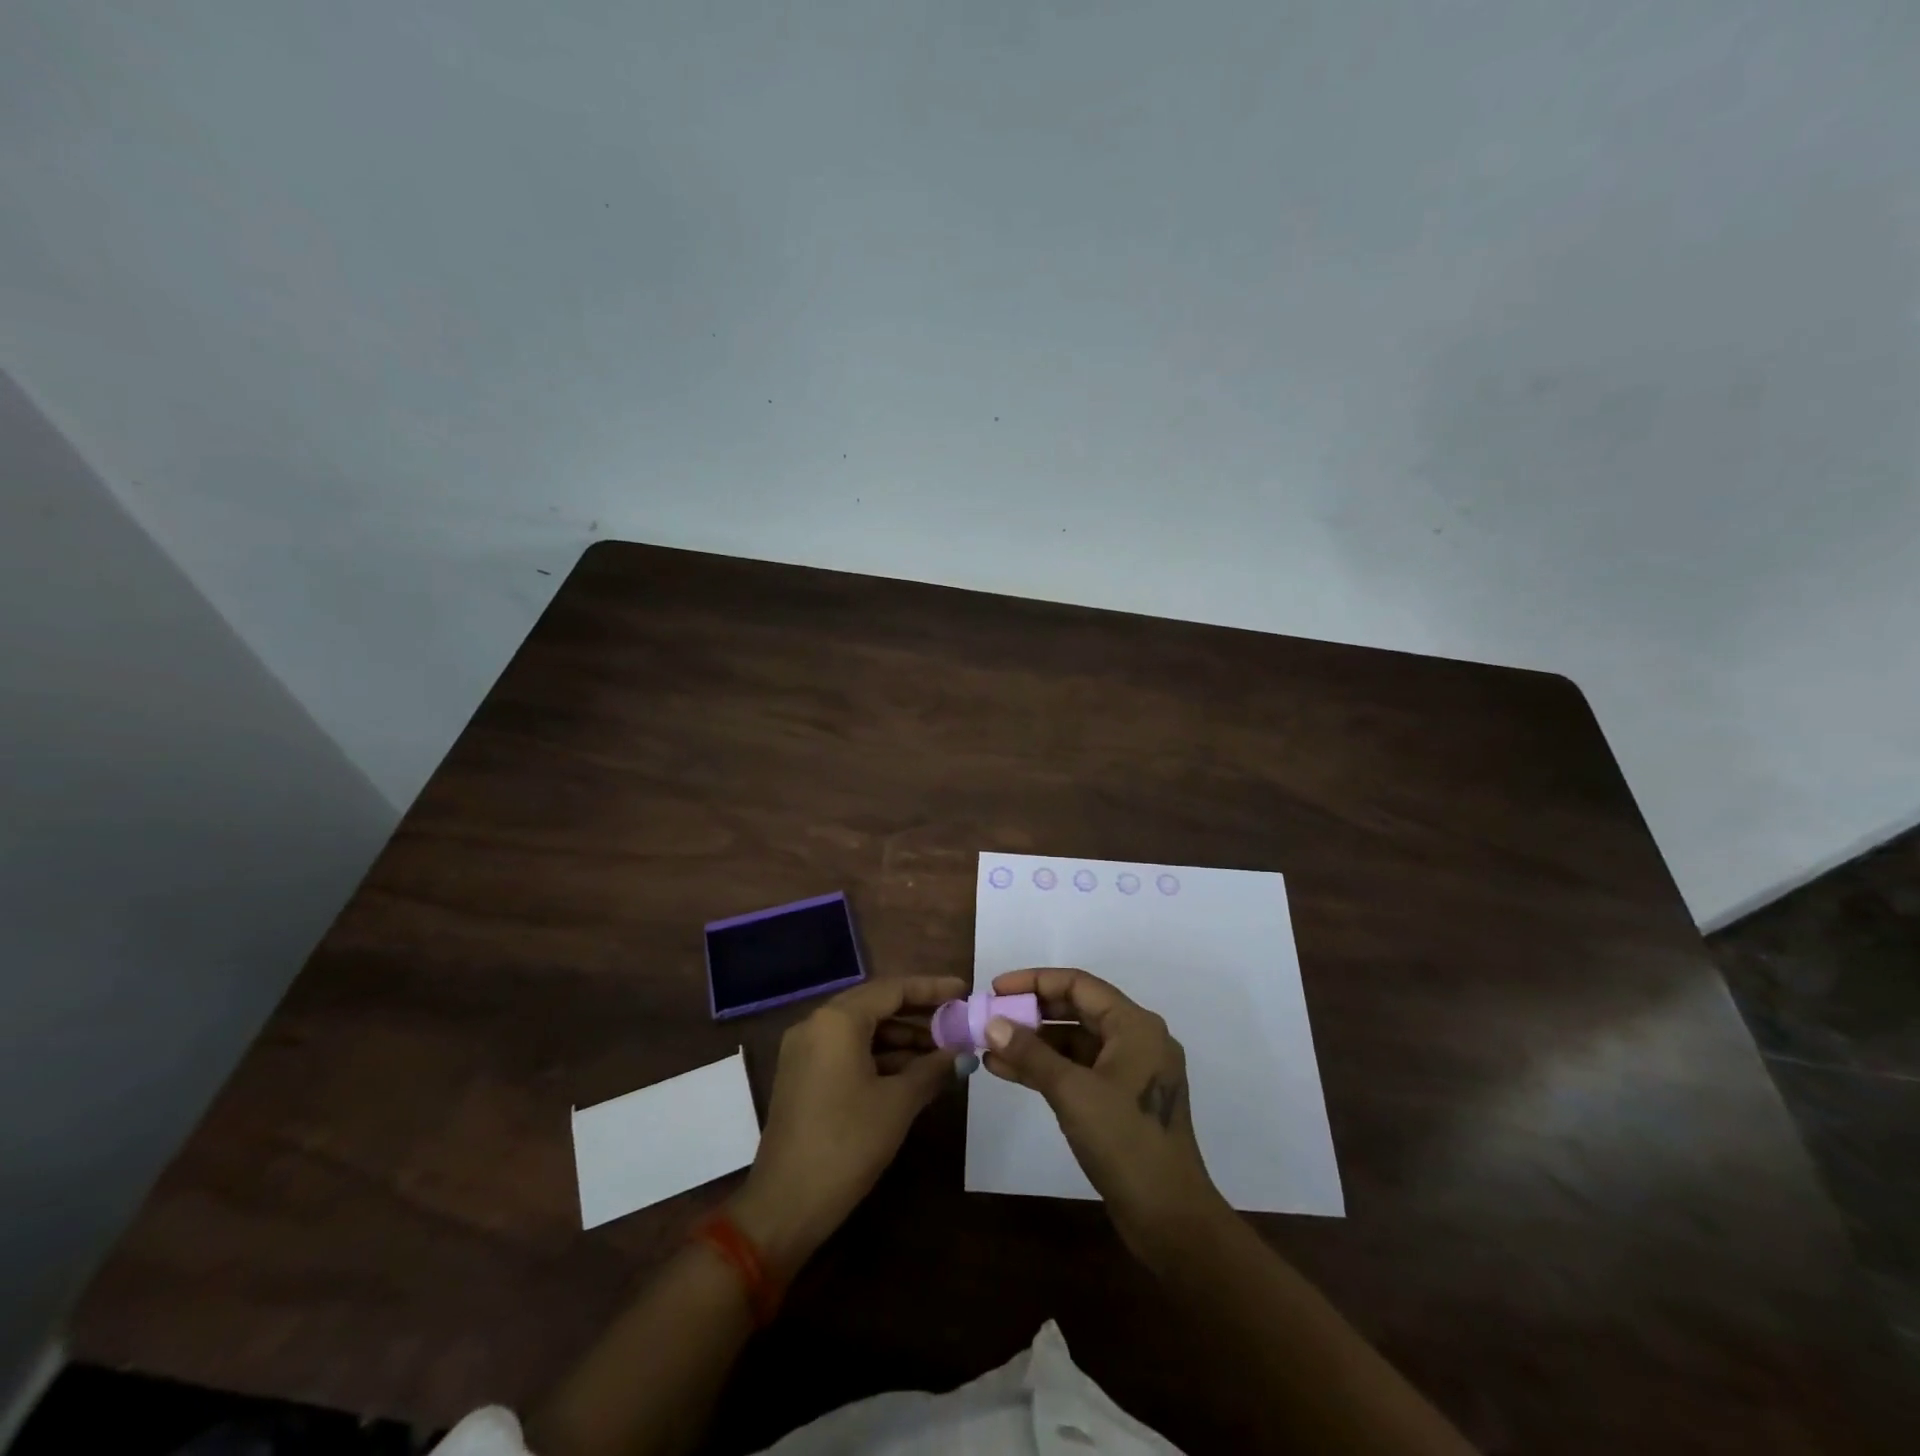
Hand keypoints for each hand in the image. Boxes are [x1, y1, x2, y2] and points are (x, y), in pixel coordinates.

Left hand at [730, 975, 964, 1279]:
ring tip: (942, 1052)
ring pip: (861, 1030)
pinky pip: (846, 1050)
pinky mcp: (802, 1075)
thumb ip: (932, 1069)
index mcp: (837, 1020)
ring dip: (900, 1038)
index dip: (931, 989)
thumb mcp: (898, 1103)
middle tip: (956, 1020)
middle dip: (918, 1013)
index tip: (963, 991)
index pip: (892, 989)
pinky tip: (911, 1073)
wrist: (786, 1204)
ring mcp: (805, 1050)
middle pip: (876, 1005)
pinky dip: (879, 1056)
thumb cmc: (847, 1143)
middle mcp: (816, 1024)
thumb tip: (962, 1054)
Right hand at [983, 967, 1230, 1264]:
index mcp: (1135, 1026)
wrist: (1170, 1219)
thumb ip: (1031, 1053)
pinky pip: (1079, 1069)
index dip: (1034, 982)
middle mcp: (1137, 1039)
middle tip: (990, 1016)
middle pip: (1077, 1009)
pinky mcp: (1122, 1101)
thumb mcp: (1072, 1092)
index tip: (996, 989)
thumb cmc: (1125, 1142)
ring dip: (1035, 1043)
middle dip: (1032, 1012)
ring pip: (1075, 1042)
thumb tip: (993, 1023)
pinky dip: (1048, 1068)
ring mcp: (1131, 1072)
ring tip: (990, 1047)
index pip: (1079, 984)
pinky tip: (1008, 1071)